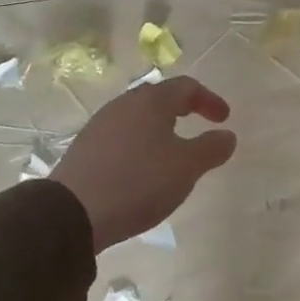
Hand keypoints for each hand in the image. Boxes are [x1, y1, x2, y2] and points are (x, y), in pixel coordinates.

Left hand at [49, 76, 236, 250]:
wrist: (72, 213)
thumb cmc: (139, 181)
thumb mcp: (187, 167)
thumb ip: (211, 148)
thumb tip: (227, 136)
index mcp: (151, 101)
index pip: (187, 87)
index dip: (209, 100)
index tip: (224, 119)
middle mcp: (124, 105)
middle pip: (159, 98)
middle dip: (183, 109)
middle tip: (199, 125)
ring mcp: (100, 126)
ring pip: (138, 118)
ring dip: (160, 129)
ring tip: (172, 152)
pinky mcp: (85, 149)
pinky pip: (121, 137)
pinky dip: (140, 144)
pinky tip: (143, 169)